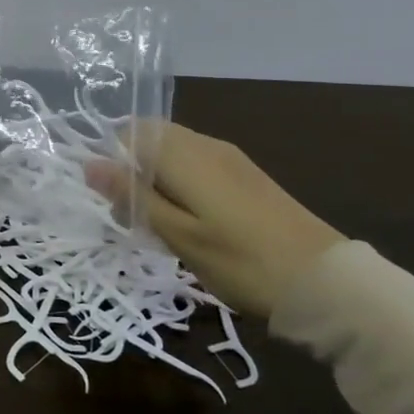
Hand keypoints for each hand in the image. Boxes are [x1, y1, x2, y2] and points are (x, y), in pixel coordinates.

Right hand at [96, 123, 342, 318]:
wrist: (324, 282)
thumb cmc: (240, 261)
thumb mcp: (176, 234)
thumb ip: (131, 195)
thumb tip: (89, 163)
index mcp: (184, 153)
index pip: (129, 132)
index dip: (112, 162)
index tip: (115, 202)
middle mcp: (205, 144)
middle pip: (151, 140)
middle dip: (133, 172)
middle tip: (136, 220)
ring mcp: (230, 158)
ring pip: (174, 155)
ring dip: (156, 182)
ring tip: (162, 228)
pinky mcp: (246, 176)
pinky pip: (197, 167)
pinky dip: (181, 187)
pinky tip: (192, 225)